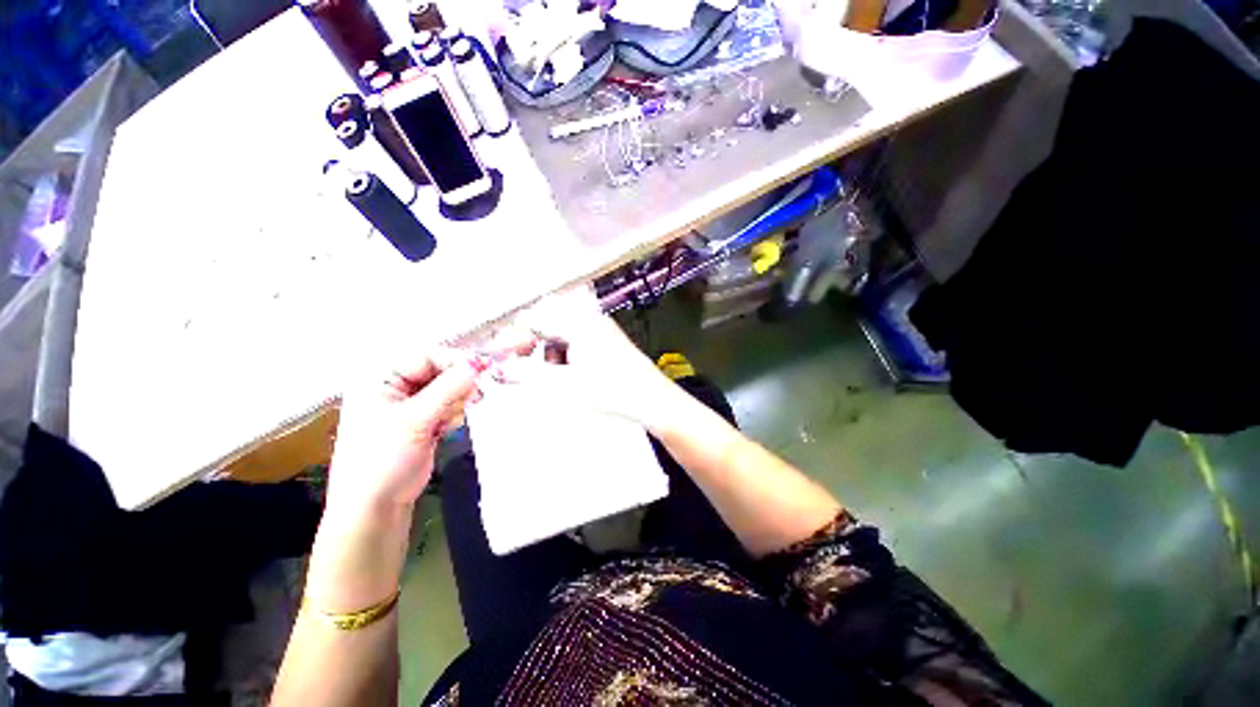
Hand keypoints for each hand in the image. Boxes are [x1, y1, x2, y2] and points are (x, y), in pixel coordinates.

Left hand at [328, 352, 477, 513]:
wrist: (375, 506)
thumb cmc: (383, 459)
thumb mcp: (415, 420)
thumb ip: (449, 388)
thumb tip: (479, 363)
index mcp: (380, 378)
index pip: (426, 356)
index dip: (455, 361)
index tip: (483, 370)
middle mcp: (395, 386)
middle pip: (440, 371)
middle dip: (459, 385)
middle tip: (475, 397)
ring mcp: (409, 405)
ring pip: (449, 389)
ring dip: (457, 401)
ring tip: (450, 421)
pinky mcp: (423, 420)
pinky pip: (449, 405)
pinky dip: (454, 414)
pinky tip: (446, 430)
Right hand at [499, 289, 678, 427]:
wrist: (652, 400)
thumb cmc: (613, 391)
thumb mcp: (566, 384)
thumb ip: (530, 373)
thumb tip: (502, 367)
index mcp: (579, 324)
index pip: (535, 321)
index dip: (513, 339)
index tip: (498, 357)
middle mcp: (590, 320)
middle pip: (549, 325)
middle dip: (534, 347)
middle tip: (526, 368)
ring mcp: (601, 330)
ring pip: (563, 335)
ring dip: (552, 353)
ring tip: (557, 377)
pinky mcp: (608, 341)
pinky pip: (577, 342)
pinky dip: (567, 357)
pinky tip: (573, 375)